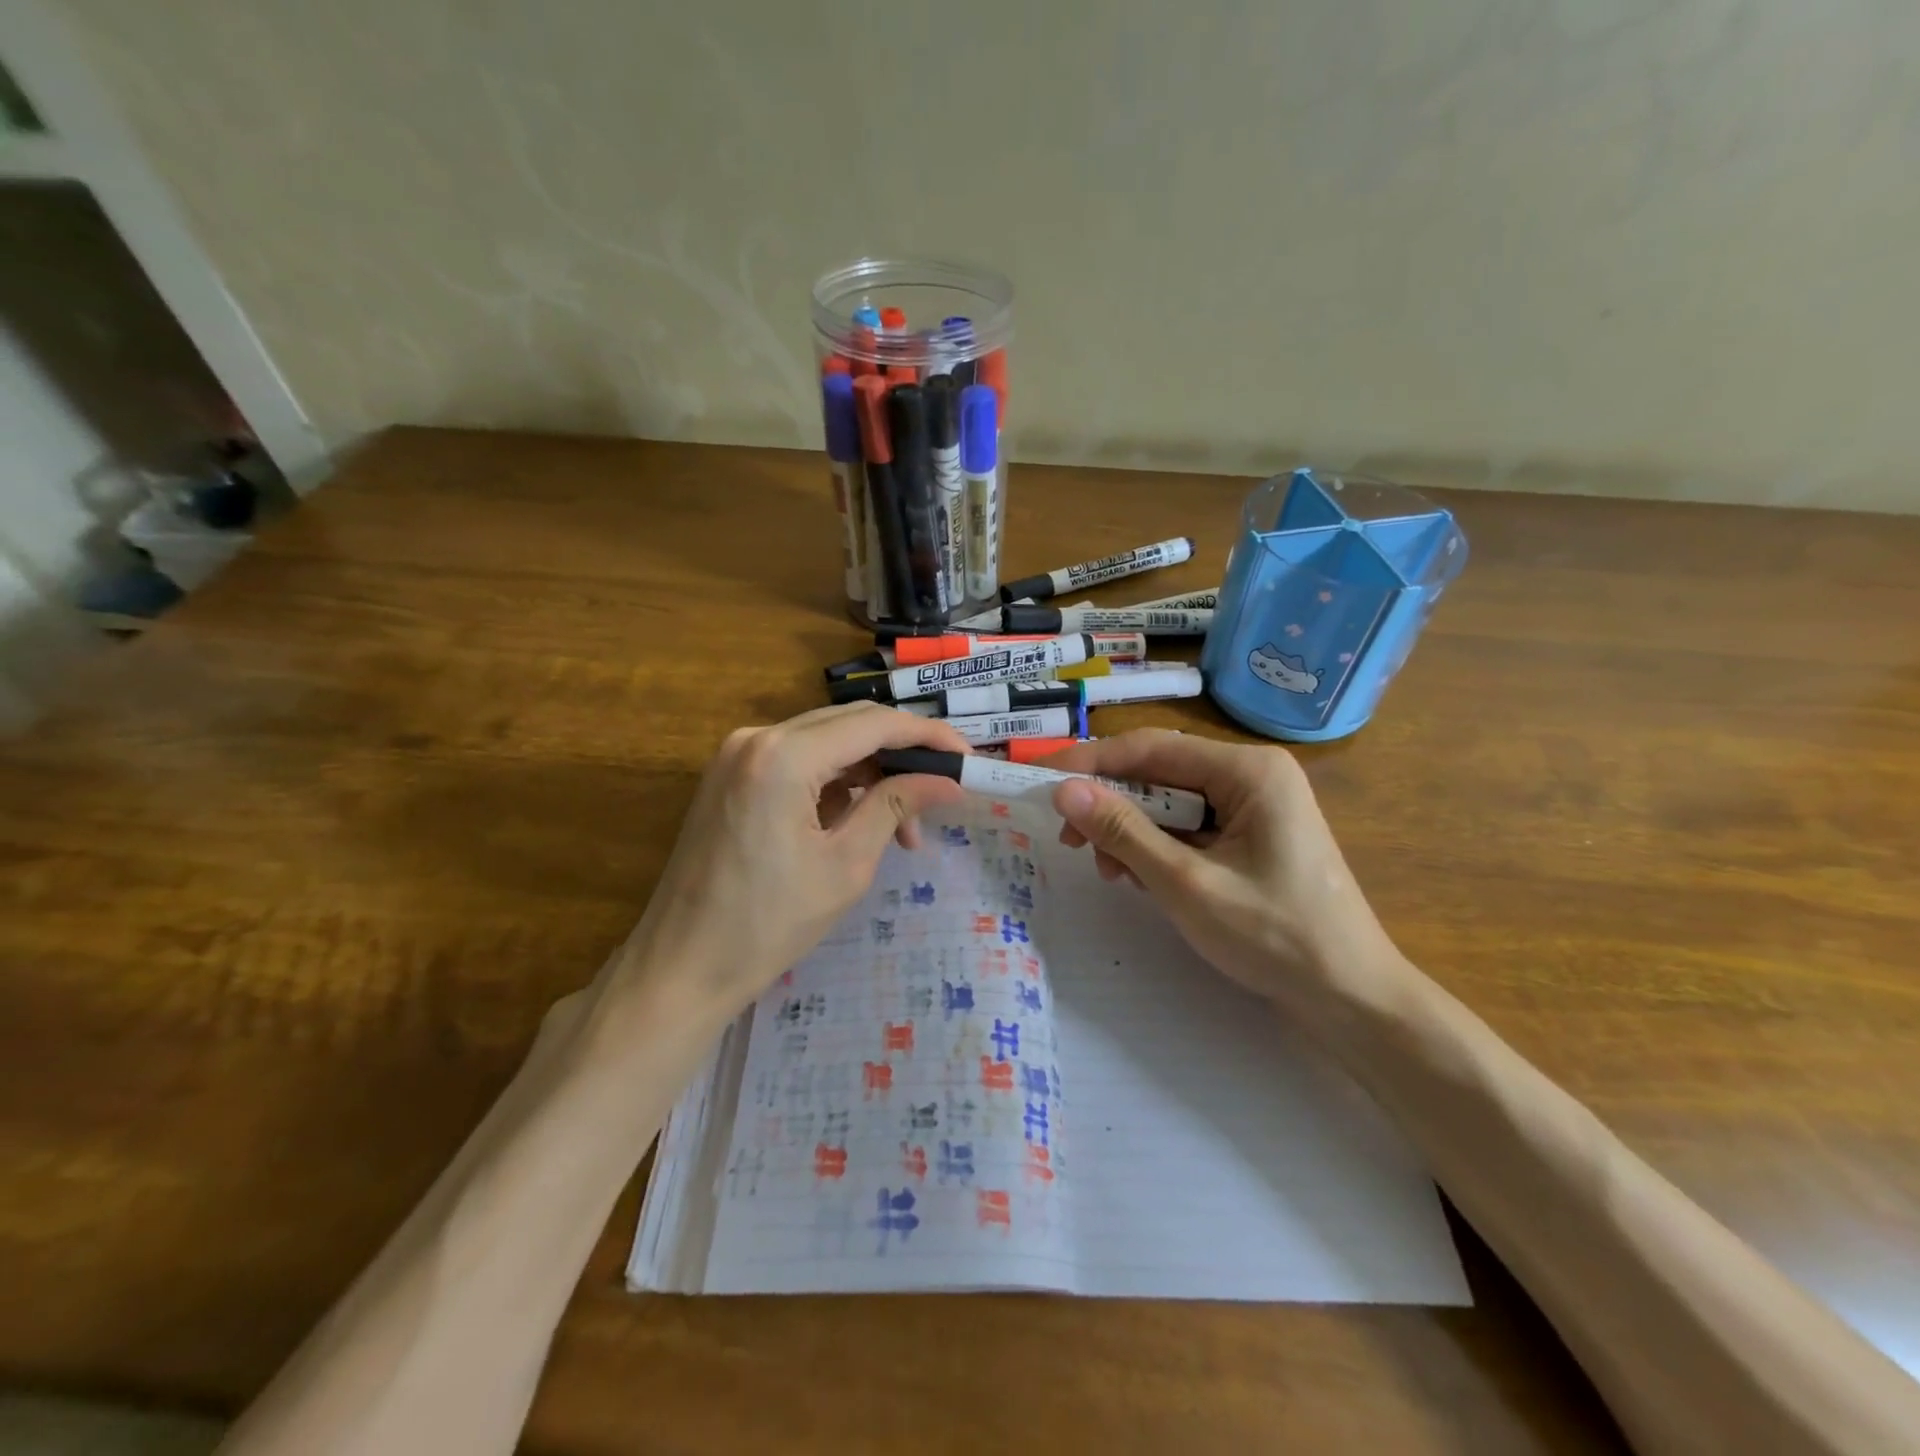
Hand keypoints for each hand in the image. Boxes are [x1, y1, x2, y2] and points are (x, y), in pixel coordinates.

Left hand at [614, 704, 968, 1020]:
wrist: (680, 968)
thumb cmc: (767, 925)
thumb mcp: (846, 865)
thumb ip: (896, 806)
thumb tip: (949, 782)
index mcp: (783, 755)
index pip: (873, 724)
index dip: (928, 737)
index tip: (968, 760)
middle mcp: (756, 737)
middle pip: (849, 725)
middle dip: (901, 756)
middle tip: (942, 792)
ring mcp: (737, 754)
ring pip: (826, 742)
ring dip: (870, 774)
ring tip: (905, 828)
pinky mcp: (731, 776)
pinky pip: (799, 762)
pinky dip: (836, 784)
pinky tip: (860, 821)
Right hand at [1044, 730, 1404, 1017]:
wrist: (1351, 999)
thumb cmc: (1274, 937)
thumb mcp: (1186, 884)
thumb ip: (1123, 831)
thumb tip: (1063, 791)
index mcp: (1248, 770)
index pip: (1152, 748)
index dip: (1091, 762)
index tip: (1042, 781)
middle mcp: (1252, 775)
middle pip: (1161, 771)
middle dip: (1111, 804)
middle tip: (1068, 838)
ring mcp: (1255, 805)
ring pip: (1171, 801)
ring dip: (1131, 830)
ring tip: (1108, 869)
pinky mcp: (1251, 835)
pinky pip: (1189, 826)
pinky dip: (1157, 847)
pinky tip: (1139, 876)